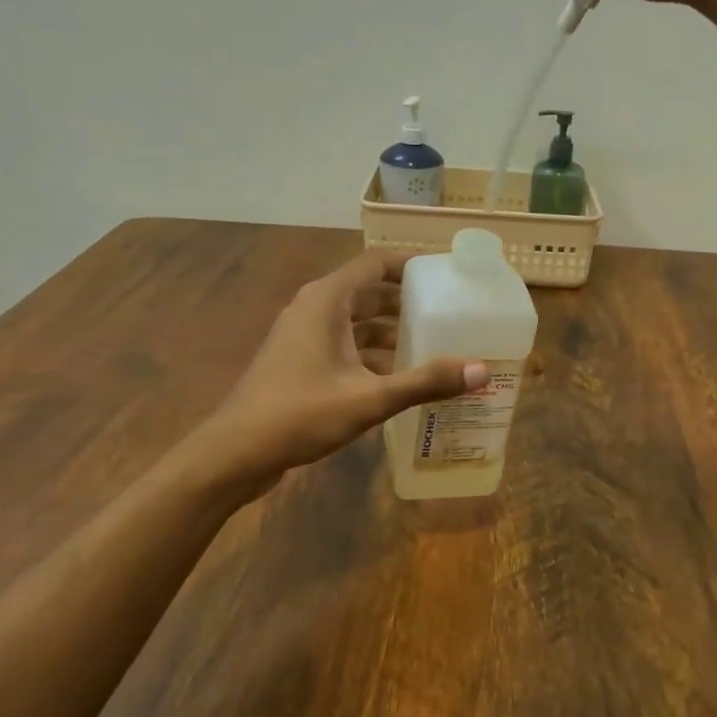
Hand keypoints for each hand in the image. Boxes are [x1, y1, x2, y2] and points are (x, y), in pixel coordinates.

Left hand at [201, 249, 487, 486]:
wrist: (235, 452)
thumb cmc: (300, 413)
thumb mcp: (370, 398)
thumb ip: (425, 382)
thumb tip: (481, 371)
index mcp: (326, 300)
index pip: (375, 264)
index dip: (411, 265)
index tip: (446, 275)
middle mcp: (313, 309)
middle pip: (368, 292)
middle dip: (407, 302)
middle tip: (448, 313)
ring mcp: (302, 336)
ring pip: (355, 322)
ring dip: (390, 331)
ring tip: (432, 345)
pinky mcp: (298, 362)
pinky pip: (343, 345)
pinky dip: (371, 354)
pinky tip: (398, 378)